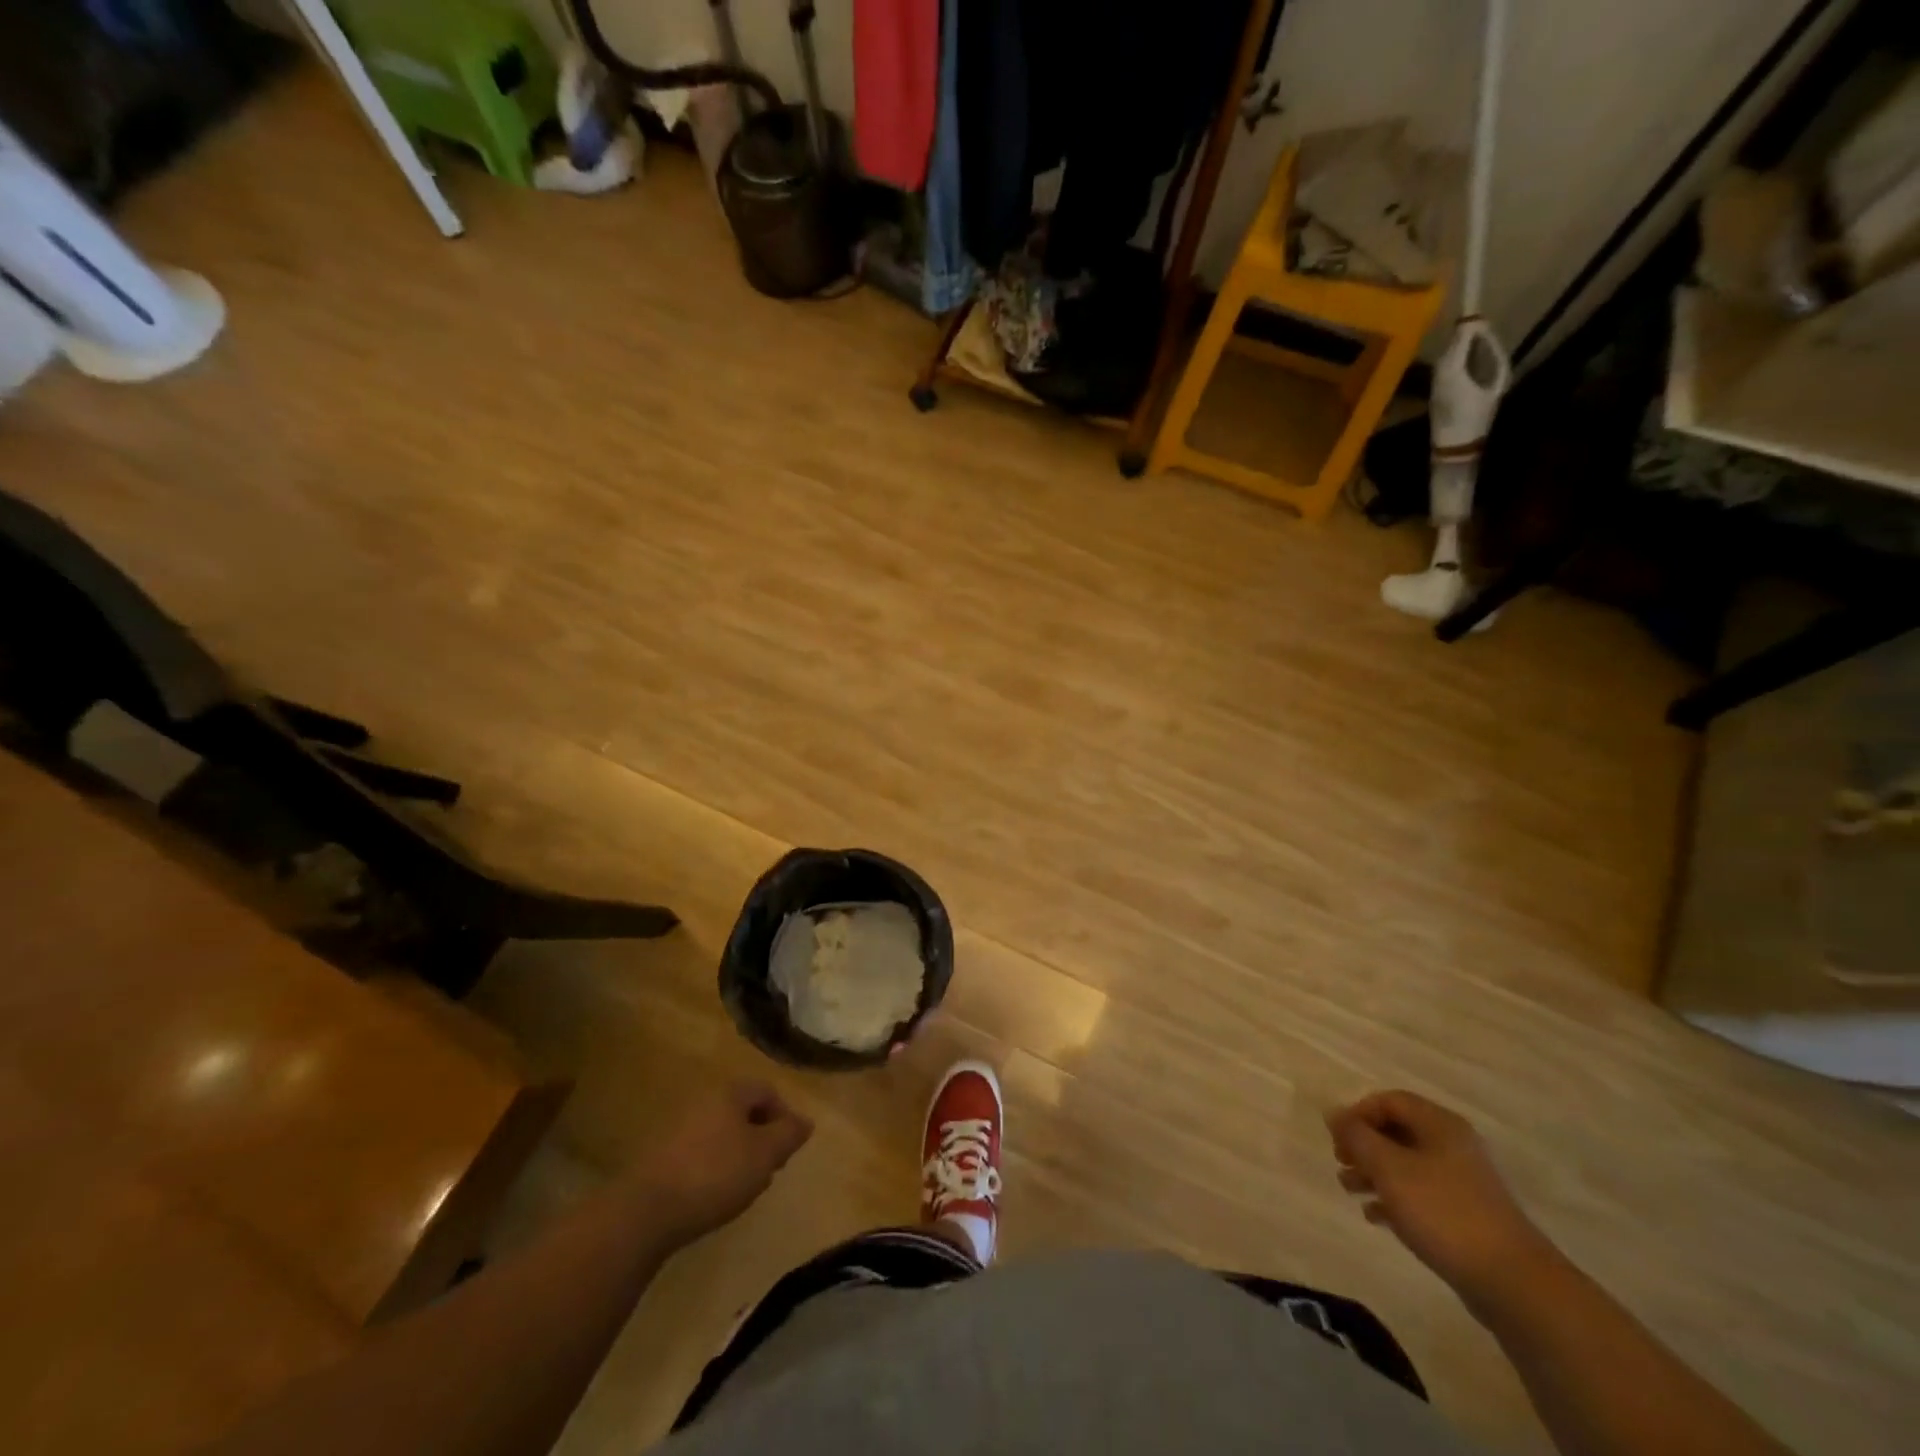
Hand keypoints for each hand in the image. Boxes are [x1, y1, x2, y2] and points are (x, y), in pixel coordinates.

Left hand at [633, 1081, 813, 1244]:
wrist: (645, 1211)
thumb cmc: (714, 1174)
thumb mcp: (764, 1155)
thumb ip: (789, 1134)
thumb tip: (805, 1121)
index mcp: (730, 1092)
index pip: (767, 1091)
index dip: (785, 1116)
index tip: (789, 1149)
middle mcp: (703, 1100)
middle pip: (743, 1111)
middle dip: (761, 1137)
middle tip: (770, 1169)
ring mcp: (678, 1127)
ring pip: (721, 1133)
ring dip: (738, 1154)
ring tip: (744, 1187)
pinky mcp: (660, 1155)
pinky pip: (699, 1152)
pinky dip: (713, 1167)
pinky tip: (713, 1195)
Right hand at [1326, 1090, 1557, 1313]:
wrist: (1513, 1283)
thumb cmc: (1443, 1212)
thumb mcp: (1388, 1168)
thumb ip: (1356, 1136)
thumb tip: (1333, 1113)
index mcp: (1440, 1125)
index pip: (1390, 1100)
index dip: (1358, 1113)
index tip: (1338, 1139)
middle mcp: (1453, 1145)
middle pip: (1397, 1131)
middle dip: (1363, 1145)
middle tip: (1340, 1163)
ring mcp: (1463, 1182)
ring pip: (1406, 1164)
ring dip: (1374, 1172)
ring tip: (1349, 1189)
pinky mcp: (1466, 1216)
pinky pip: (1421, 1195)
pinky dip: (1394, 1199)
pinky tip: (1375, 1217)